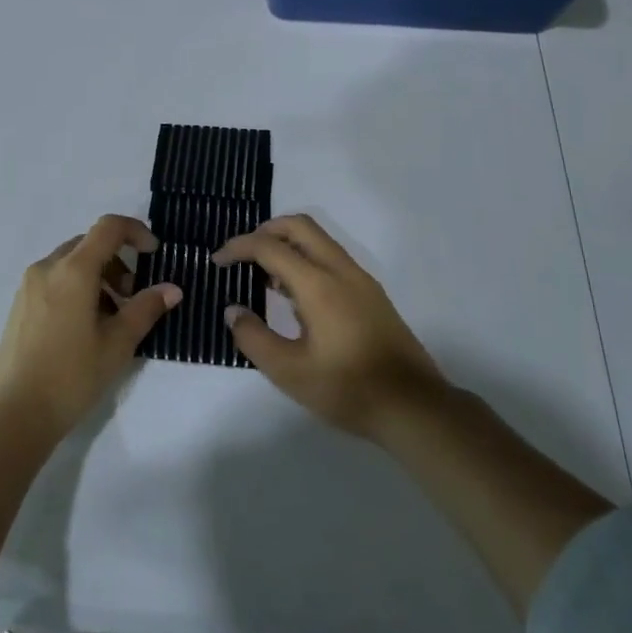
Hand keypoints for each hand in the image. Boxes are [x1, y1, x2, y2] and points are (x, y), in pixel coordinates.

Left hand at [0, 214, 180, 440]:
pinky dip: (77, 288)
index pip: (108, 227)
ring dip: (98, 276)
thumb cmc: (71, 376)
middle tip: (133, 295)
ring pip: (71, 263)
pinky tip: (84, 328)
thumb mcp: (117, 344)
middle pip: (89, 244)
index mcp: (73, 270)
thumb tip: (172, 289)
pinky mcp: (19, 305)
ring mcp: (29, 286)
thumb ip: (146, 309)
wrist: (13, 415)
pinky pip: (54, 280)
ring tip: (111, 318)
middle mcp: (47, 267)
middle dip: (117, 261)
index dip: (136, 231)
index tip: (154, 253)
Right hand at [216, 214, 446, 442]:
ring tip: (264, 278)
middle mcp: (341, 270)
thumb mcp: (289, 372)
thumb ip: (254, 337)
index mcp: (318, 284)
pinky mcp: (371, 294)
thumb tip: (233, 310)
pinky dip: (306, 260)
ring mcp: (361, 280)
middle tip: (242, 255)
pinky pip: (332, 259)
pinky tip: (295, 297)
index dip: (238, 247)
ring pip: (319, 240)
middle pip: (299, 226)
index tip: (217, 261)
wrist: (413, 406)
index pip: (270, 247)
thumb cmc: (347, 389)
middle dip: (265, 231)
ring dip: (288, 245)